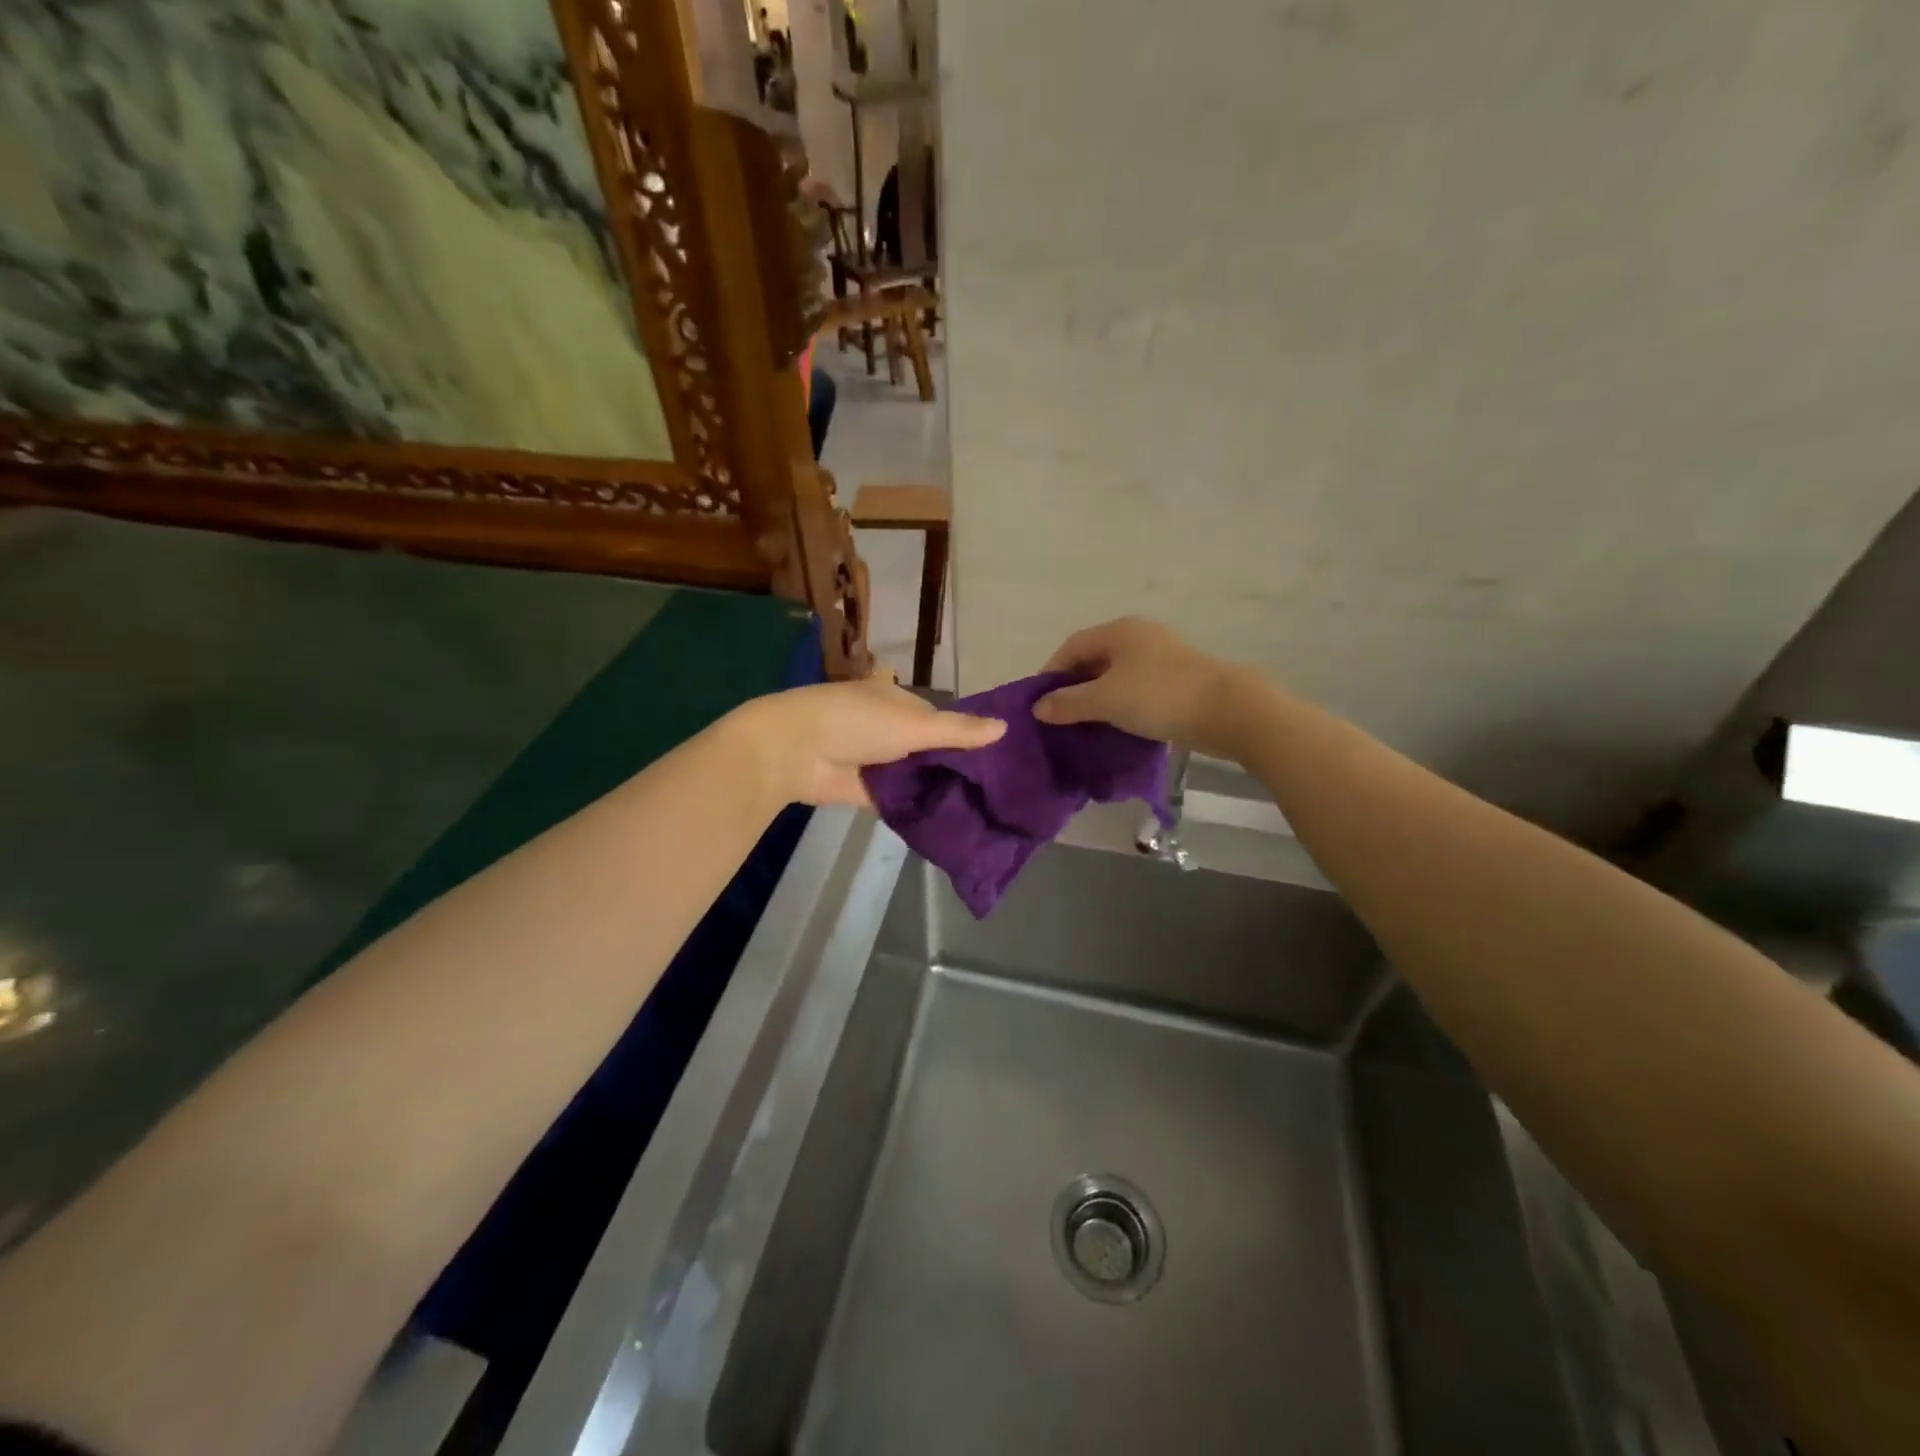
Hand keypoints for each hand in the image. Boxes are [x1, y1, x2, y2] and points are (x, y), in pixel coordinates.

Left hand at [736, 672, 1005, 808]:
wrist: (795, 752)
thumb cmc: (856, 722)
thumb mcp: (913, 724)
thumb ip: (957, 731)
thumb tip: (1005, 727)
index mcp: (900, 702)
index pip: (943, 720)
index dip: (969, 738)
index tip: (1002, 760)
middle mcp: (891, 730)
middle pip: (932, 751)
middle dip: (958, 768)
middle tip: (1000, 793)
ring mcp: (879, 762)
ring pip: (919, 776)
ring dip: (941, 789)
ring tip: (986, 811)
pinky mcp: (869, 792)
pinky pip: (903, 799)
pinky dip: (921, 807)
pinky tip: (954, 822)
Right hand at [1033, 618, 1249, 755]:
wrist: (1228, 711)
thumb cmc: (1159, 696)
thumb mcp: (1106, 700)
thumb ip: (1068, 702)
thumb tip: (1038, 708)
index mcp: (1120, 631)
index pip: (1072, 646)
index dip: (1051, 673)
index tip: (1039, 703)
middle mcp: (1139, 637)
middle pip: (1094, 659)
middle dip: (1073, 687)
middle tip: (1059, 717)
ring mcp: (1161, 657)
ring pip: (1116, 676)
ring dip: (1097, 699)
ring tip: (1084, 725)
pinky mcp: (1178, 680)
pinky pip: (1136, 689)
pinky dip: (1121, 705)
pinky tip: (1116, 726)